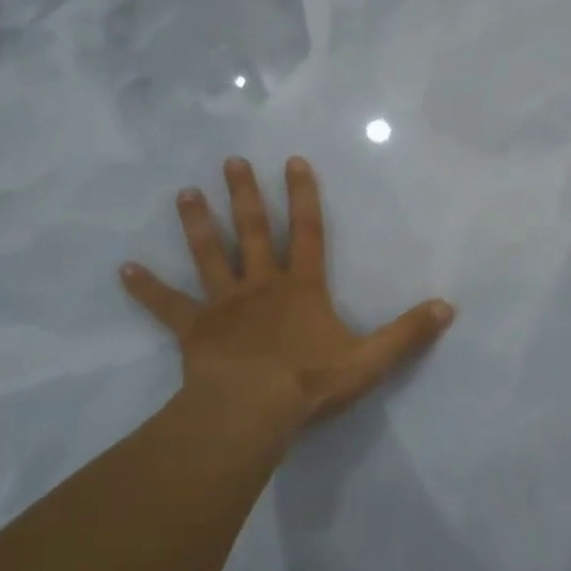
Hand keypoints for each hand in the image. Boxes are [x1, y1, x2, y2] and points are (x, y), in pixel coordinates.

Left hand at [121, 156, 454, 432]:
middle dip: (244, 195)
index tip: (292, 161)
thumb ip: (408, 333)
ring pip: (209, 256)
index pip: (307, 231)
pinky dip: (146, 288)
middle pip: (252, 231)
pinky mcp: (194, 330)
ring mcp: (224, 305)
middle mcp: (261, 285)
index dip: (303, 195)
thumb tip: (447, 307)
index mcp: (302, 288)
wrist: (254, 410)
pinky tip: (123, 269)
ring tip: (184, 193)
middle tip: (230, 160)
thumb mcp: (371, 360)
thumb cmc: (311, 382)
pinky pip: (167, 305)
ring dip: (197, 225)